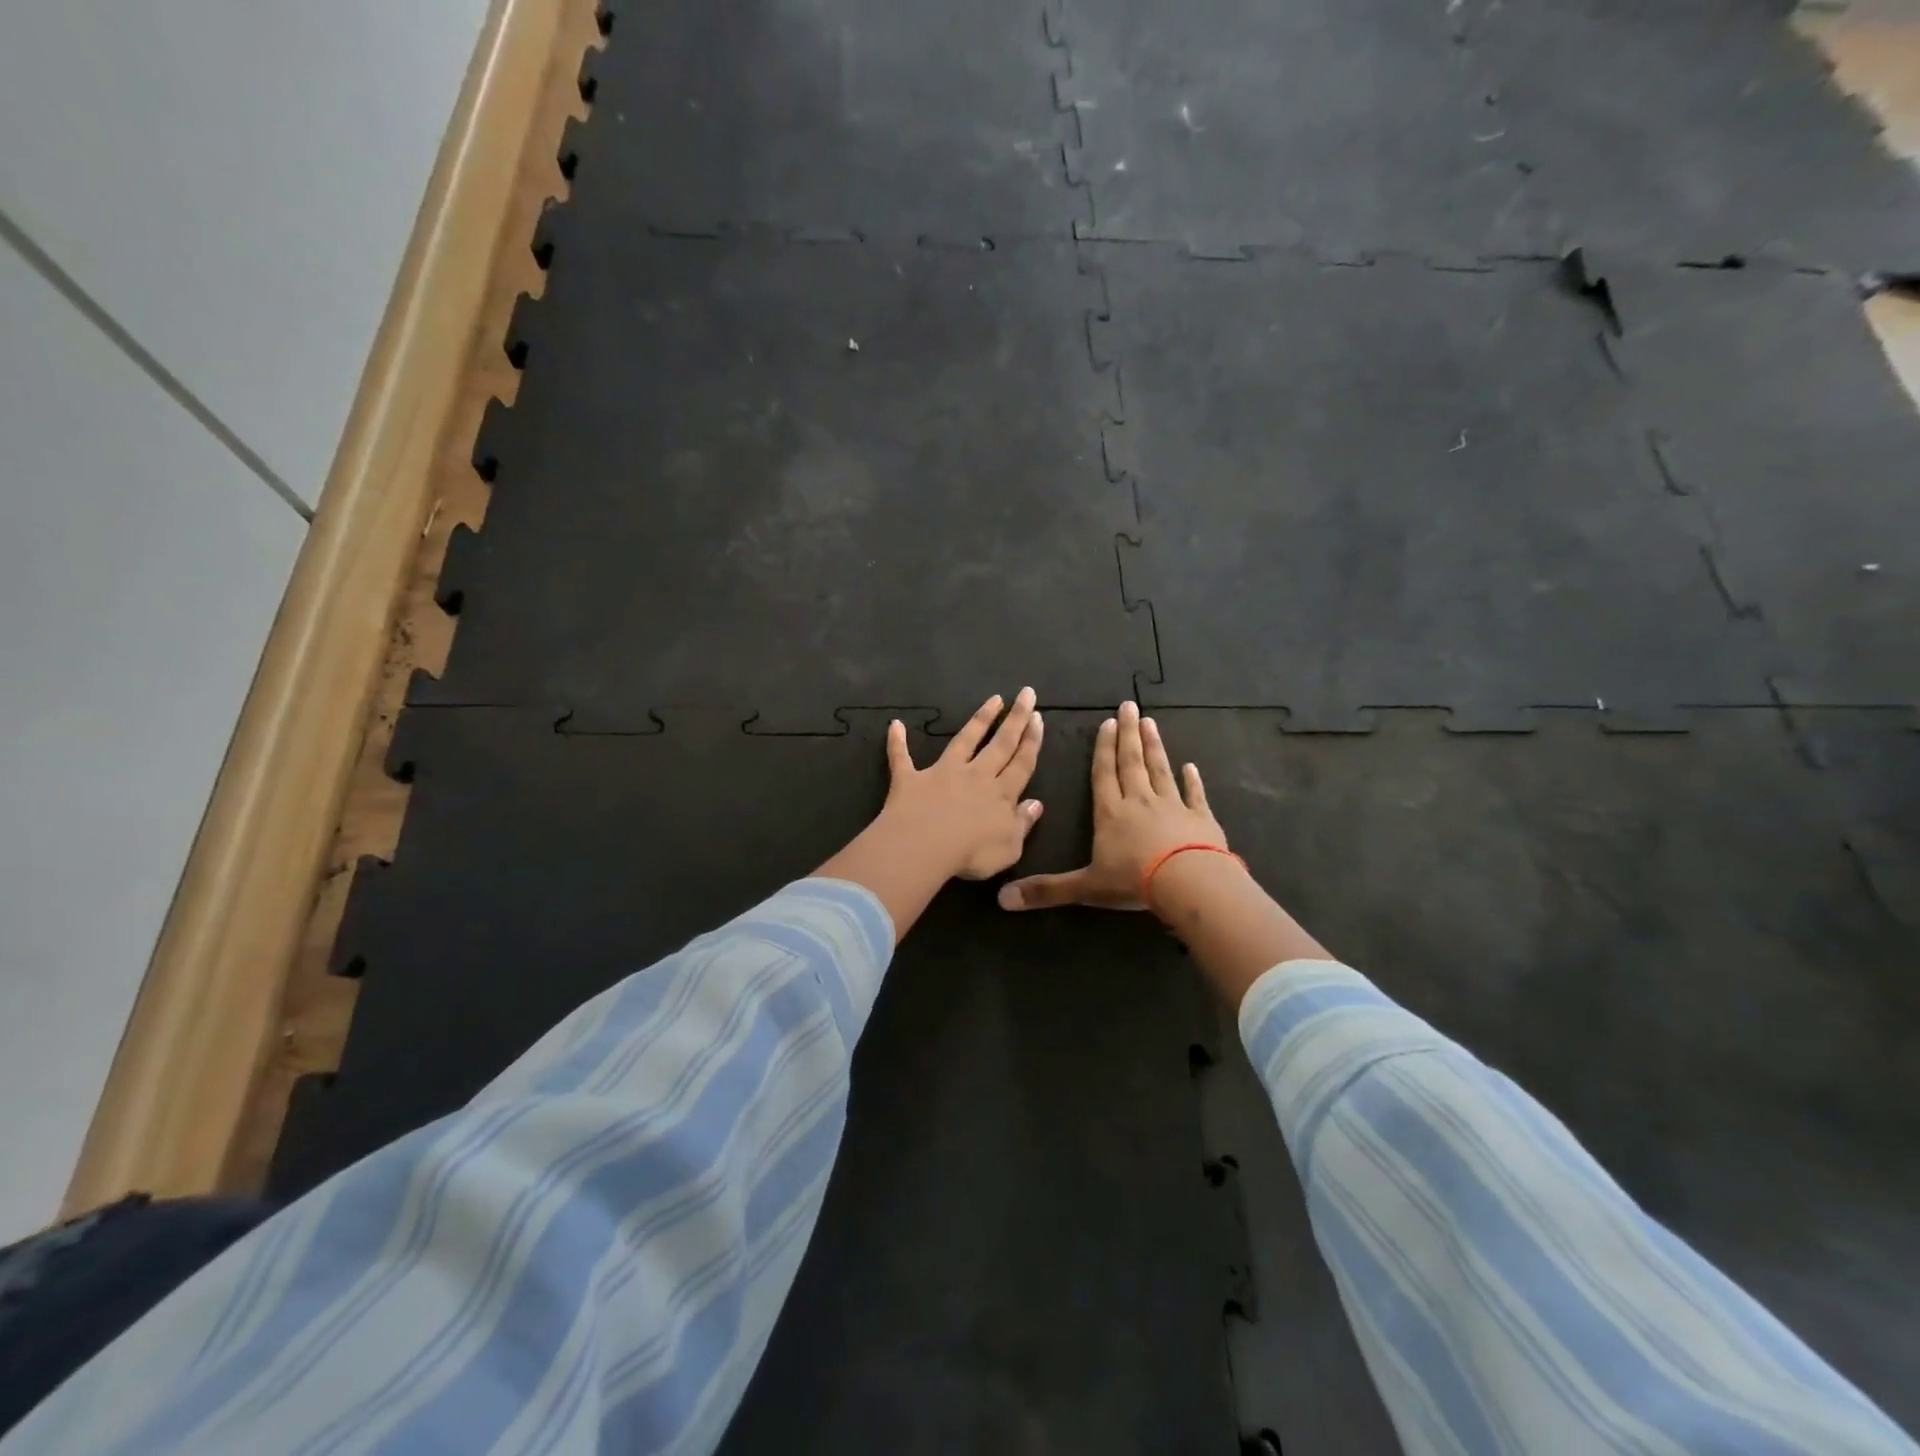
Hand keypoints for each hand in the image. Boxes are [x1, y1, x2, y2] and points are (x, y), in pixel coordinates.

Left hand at [880, 688, 1045, 880]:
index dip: (1032, 741)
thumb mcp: (1010, 848)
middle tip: (1026, 694)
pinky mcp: (911, 779)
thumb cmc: (972, 854)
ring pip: (964, 740)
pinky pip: (902, 757)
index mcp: (1001, 794)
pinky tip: (894, 725)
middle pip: (1001, 744)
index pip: (1022, 763)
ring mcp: (942, 773)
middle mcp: (975, 776)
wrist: (925, 847)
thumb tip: (1036, 803)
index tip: (1038, 717)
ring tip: (993, 699)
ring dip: (979, 719)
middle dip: (1016, 718)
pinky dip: (897, 742)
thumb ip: (1023, 823)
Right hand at [998, 700, 1226, 912]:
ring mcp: (1173, 806)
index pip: (1103, 774)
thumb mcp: (1085, 887)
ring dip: (1154, 747)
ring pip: (1160, 770)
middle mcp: (1139, 802)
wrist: (1188, 882)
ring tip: (1150, 723)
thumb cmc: (1133, 880)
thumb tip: (1002, 898)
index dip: (1103, 749)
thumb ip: (1047, 890)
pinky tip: (1191, 766)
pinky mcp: (1200, 818)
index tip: (1106, 723)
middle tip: (1130, 706)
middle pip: (1131, 762)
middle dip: (1128, 734)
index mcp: (1110, 813)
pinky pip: (1195, 795)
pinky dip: (1193, 780)